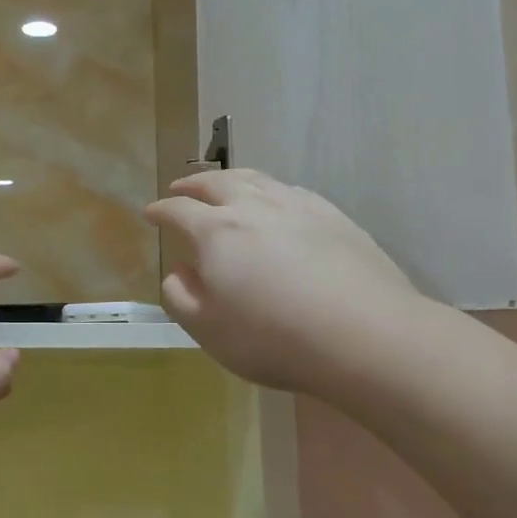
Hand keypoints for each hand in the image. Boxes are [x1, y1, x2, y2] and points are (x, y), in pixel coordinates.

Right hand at [146, 170, 430, 397]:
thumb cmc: (274, 338)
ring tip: (223, 184)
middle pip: (216, 182)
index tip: (151, 213)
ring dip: (231, 178)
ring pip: (255, 179)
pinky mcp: (333, 216)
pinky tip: (276, 201)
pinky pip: (290, 191)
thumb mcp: (209, 330)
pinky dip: (270, 190)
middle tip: (180, 187)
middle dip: (192, 184)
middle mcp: (253, 207)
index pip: (178, 211)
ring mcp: (297, 206)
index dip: (161, 211)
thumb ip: (182, 297)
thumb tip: (179, 271)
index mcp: (216, 232)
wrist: (365, 335)